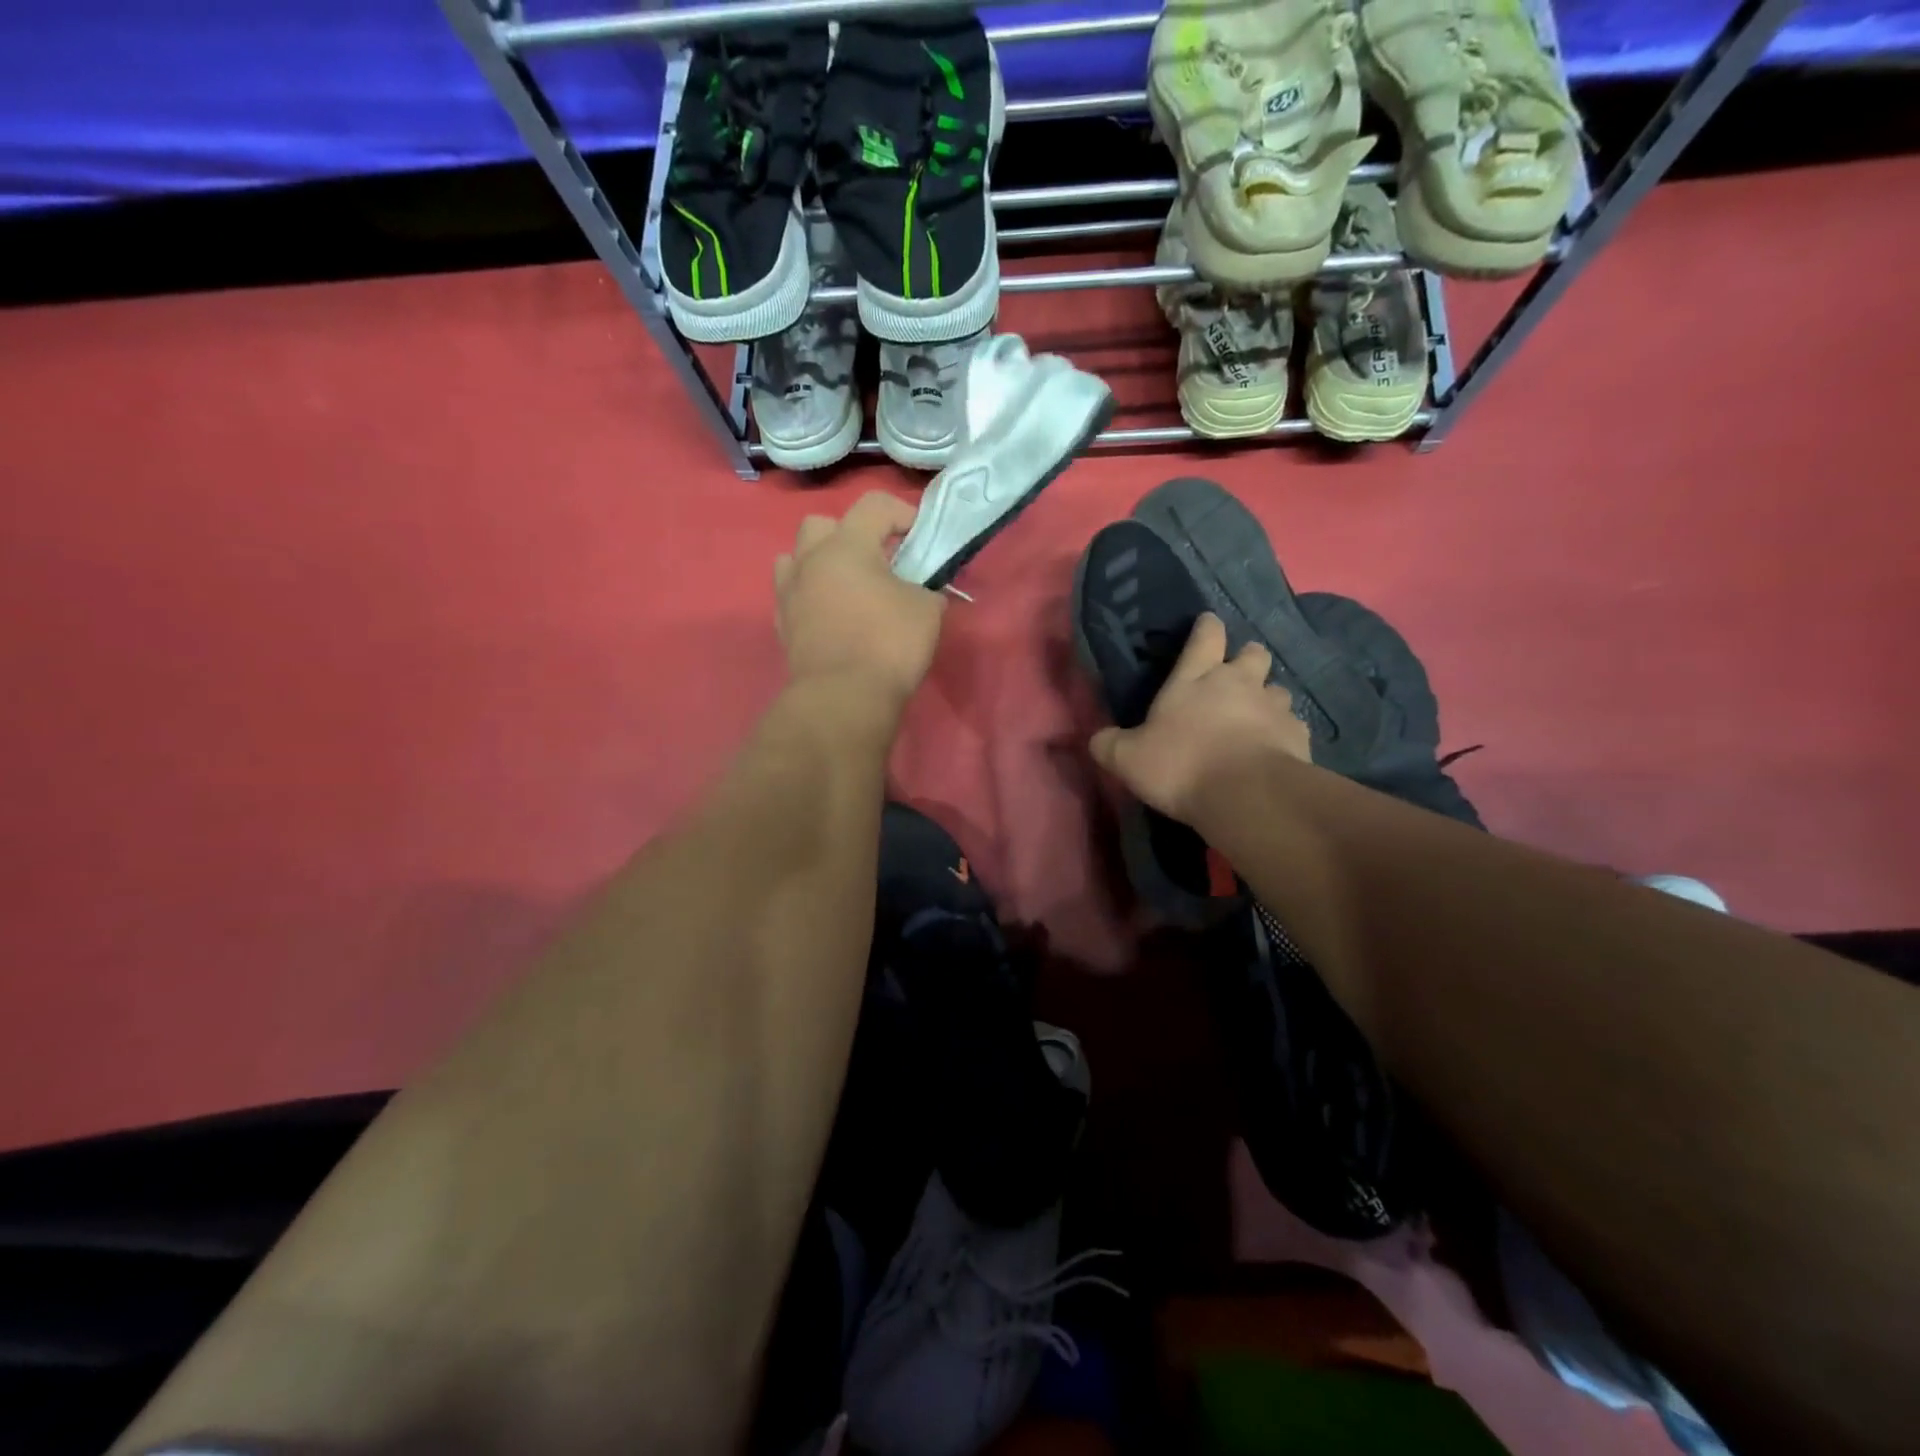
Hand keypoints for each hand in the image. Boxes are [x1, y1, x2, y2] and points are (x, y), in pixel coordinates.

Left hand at [775, 491, 945, 713]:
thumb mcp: (927, 610)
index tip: (920, 538)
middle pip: (822, 525)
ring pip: (797, 557)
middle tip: (876, 561)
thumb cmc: (888, 644)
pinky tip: (833, 616)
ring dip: (821, 563)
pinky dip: (812, 596)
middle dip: (850, 534)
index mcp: (846, 545)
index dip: (902, 513)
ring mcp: (789, 592)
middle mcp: (810, 560)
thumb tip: (923, 592)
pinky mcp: (782, 624)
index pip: (874, 505)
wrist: (843, 697)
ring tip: (847, 586)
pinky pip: (793, 594)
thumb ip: (926, 589)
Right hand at [1090, 613, 1310, 822]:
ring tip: (1256, 719)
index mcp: (1196, 678)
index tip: (1208, 624)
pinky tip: (1273, 750)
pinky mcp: (1299, 735)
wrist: (1246, 795)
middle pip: (1253, 653)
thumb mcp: (1127, 759)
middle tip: (1236, 677)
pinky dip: (1283, 733)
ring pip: (1278, 689)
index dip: (1207, 628)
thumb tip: (1097, 739)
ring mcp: (1273, 707)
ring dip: (1267, 698)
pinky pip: (1293, 725)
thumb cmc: (1181, 765)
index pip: (1205, 636)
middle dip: (1246, 659)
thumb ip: (1109, 744)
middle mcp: (1238, 682)